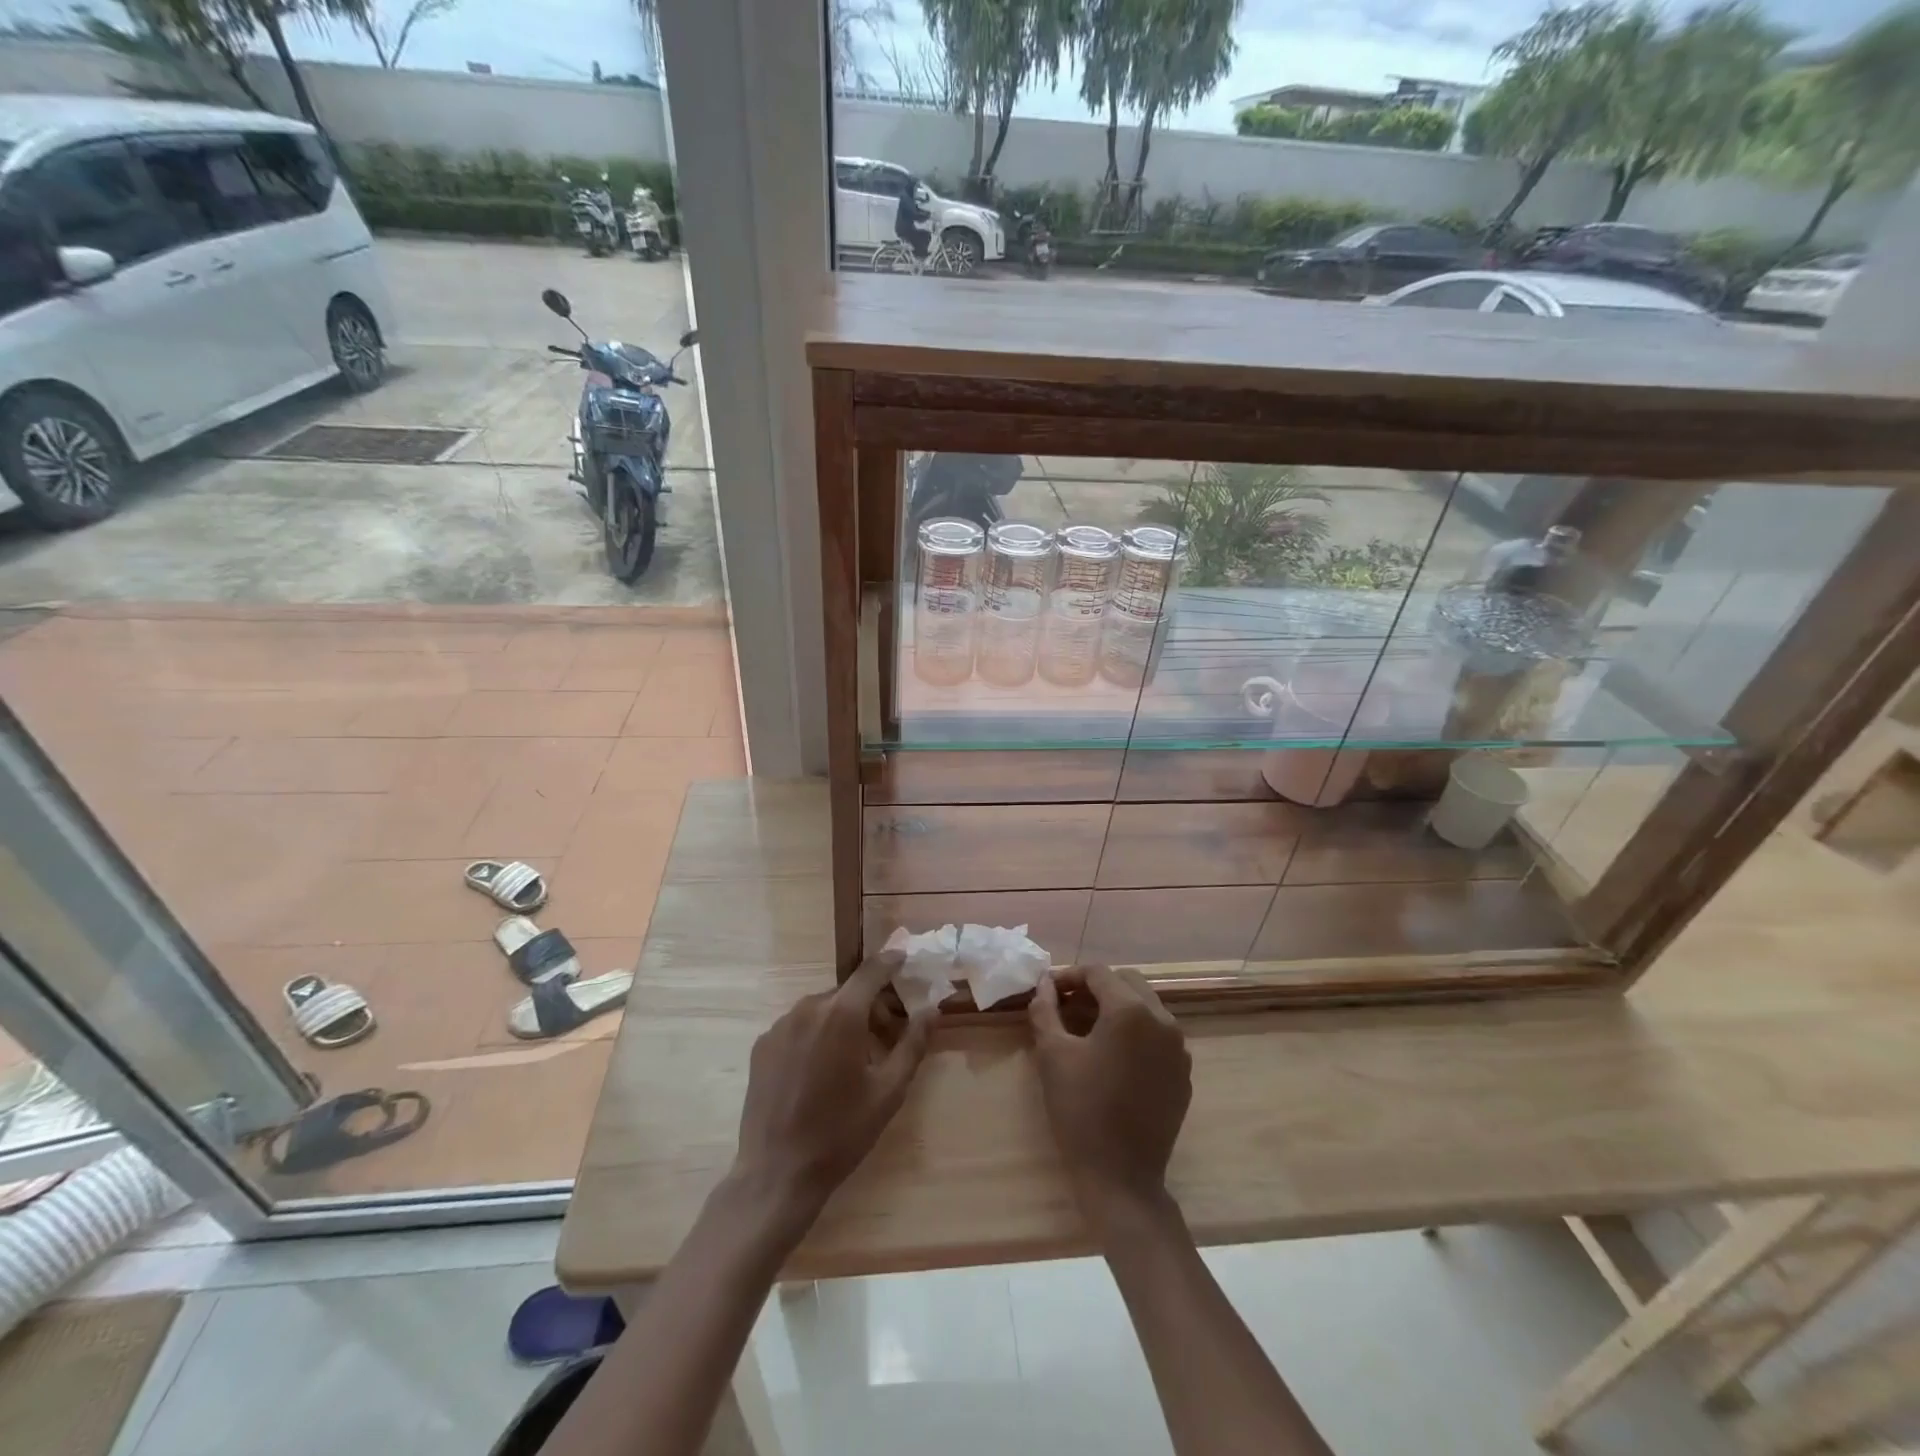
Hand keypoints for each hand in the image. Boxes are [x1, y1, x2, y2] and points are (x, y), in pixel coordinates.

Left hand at [731, 954, 933, 1225]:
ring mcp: (780, 1026)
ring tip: (854, 1060)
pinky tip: (820, 1072)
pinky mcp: (762, 1045)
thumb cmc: (841, 1133)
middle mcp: (808, 1008)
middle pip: (848, 993)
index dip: (891, 962)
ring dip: (843, 1021)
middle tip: (888, 1036)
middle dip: (871, 1006)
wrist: (777, 1173)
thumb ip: (913, 1044)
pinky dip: (816, 1035)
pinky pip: (799, 1026)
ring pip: (823, 1009)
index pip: (872, 971)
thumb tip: (932, 1010)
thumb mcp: (889, 1091)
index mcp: (841, 1014)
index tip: (905, 959)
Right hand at [1030, 965, 1191, 1223]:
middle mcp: (1162, 1020)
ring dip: (1118, 1006)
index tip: (1048, 990)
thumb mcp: (1052, 1054)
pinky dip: (1136, 1031)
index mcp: (1131, 1010)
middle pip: (1127, 982)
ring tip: (1088, 1026)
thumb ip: (1045, 1010)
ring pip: (1147, 1006)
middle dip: (1096, 986)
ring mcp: (1179, 1048)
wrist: (1122, 1177)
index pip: (1098, 973)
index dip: (1070, 976)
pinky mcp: (1184, 1073)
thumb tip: (1044, 984)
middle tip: (1067, 1003)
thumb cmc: (1081, 1110)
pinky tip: (1114, 1054)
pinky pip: (1159, 1035)